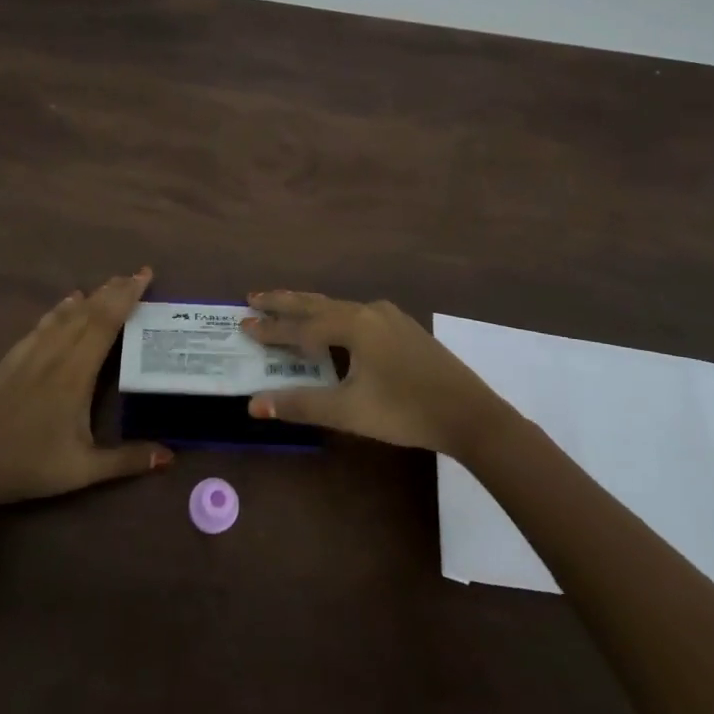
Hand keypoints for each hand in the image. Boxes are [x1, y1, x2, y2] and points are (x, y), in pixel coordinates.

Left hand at [0, 269, 172, 505]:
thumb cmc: (28, 466)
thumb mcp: (82, 470)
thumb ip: (126, 460)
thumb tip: (169, 457)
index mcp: (76, 374)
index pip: (106, 323)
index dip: (127, 297)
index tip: (144, 276)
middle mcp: (55, 354)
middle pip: (89, 312)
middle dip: (115, 290)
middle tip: (137, 274)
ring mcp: (30, 353)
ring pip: (66, 314)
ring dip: (92, 296)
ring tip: (111, 283)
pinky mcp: (11, 358)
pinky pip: (43, 323)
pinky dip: (61, 308)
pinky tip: (68, 303)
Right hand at [240, 291, 503, 454]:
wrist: (470, 415)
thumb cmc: (405, 411)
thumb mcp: (349, 411)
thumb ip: (301, 404)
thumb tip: (254, 404)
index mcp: (354, 325)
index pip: (301, 326)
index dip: (270, 329)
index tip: (242, 324)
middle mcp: (369, 311)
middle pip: (317, 303)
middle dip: (284, 302)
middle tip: (253, 298)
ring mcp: (390, 317)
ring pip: (338, 306)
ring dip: (308, 307)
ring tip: (284, 305)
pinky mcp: (404, 329)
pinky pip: (356, 314)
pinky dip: (332, 315)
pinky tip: (334, 324)